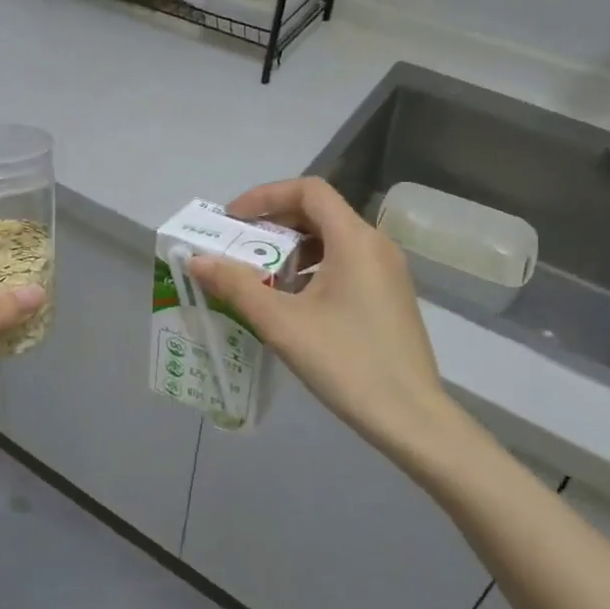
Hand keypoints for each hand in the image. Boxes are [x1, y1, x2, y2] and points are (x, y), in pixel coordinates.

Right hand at [188, 178, 452, 457]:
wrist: (412, 418)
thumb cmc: (346, 362)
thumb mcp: (282, 323)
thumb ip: (237, 286)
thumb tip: (197, 260)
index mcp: (354, 239)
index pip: (308, 189)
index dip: (266, 196)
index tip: (233, 221)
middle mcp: (376, 244)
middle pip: (320, 212)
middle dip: (275, 223)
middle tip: (240, 247)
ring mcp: (389, 271)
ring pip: (333, 239)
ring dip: (294, 248)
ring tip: (262, 278)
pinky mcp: (391, 296)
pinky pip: (347, 263)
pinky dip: (315, 268)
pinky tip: (295, 303)